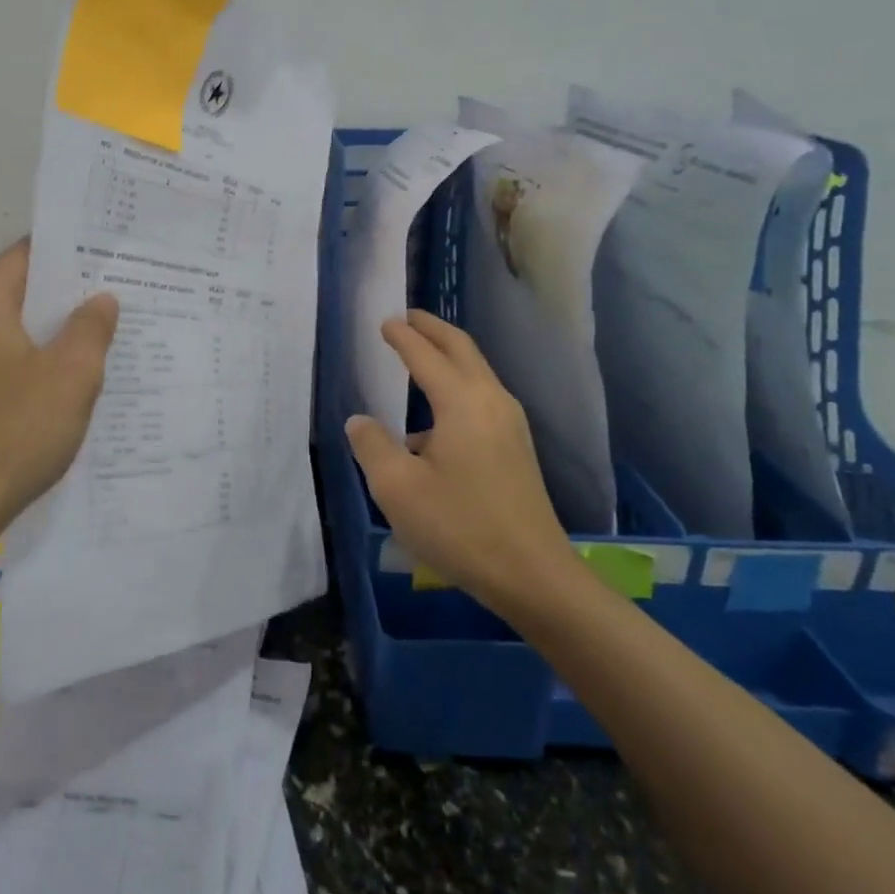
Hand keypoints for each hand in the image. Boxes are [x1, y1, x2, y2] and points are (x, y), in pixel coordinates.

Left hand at [0, 240, 118, 524]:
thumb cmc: (15, 431)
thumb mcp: (72, 375)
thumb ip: (91, 326)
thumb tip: (100, 299)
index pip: (31, 254)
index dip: (74, 257)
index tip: (112, 263)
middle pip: (18, 288)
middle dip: (66, 297)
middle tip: (117, 302)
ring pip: (8, 323)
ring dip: (48, 330)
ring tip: (99, 339)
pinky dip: (27, 356)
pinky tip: (62, 376)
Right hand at [345, 311, 580, 613]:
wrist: (534, 576)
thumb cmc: (460, 526)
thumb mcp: (397, 488)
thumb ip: (372, 446)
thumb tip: (360, 420)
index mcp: (462, 402)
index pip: (426, 355)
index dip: (402, 336)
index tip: (384, 320)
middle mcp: (491, 401)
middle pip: (462, 349)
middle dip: (433, 329)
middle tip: (407, 317)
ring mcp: (510, 425)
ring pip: (476, 372)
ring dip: (448, 355)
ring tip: (419, 355)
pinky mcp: (516, 448)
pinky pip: (481, 397)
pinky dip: (457, 384)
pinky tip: (433, 419)